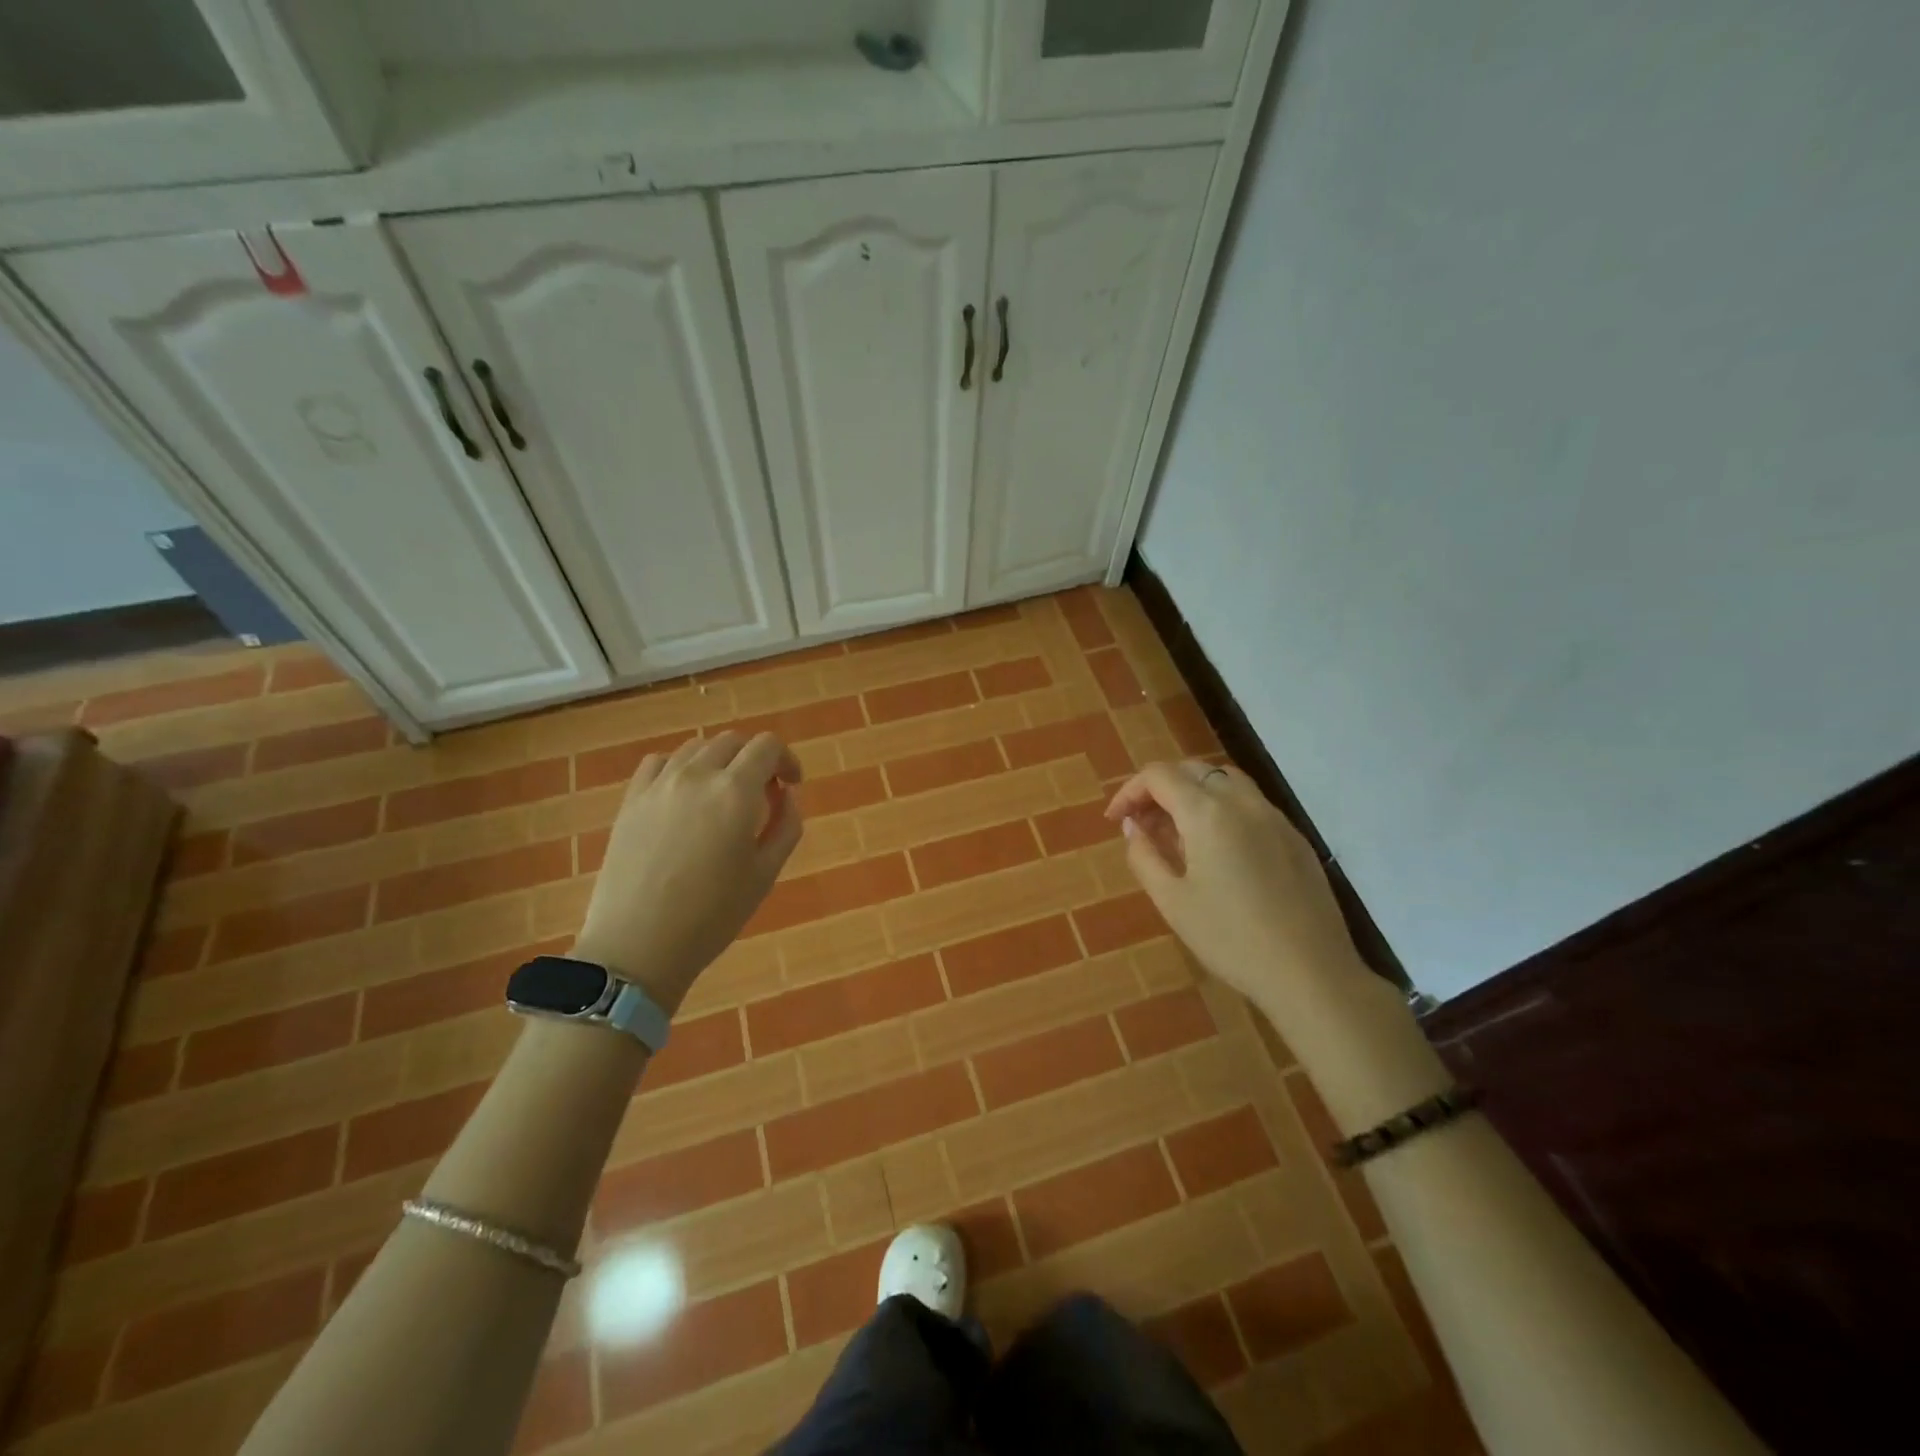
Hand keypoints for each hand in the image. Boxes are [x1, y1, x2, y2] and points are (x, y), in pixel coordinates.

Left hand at [573, 731, 802, 1015]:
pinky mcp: (631, 800)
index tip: (791, 785)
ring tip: (723, 794)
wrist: (637, 946)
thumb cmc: (712, 916)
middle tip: (763, 793)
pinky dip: (680, 767)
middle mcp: (697, 775)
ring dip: (719, 760)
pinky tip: (684, 795)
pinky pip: (659, 762)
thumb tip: (787, 794)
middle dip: (755, 759)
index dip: (786, 759)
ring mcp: (658, 785)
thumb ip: (786, 825)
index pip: (767, 746)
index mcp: (736, 792)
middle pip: (732, 741)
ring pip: (696, 747)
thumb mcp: (765, 873)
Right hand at [1105, 761, 1367, 1016]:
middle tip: (1142, 824)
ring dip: (1193, 793)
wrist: (1311, 973)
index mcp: (1207, 813)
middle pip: (1192, 770)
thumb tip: (1133, 826)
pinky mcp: (1294, 837)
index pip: (1159, 776)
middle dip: (1160, 789)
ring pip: (1225, 780)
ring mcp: (1274, 816)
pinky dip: (1222, 808)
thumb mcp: (1172, 901)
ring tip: (1177, 833)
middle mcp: (1242, 802)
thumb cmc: (1231, 939)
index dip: (1129, 791)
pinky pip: (1250, 804)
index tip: (1115, 820)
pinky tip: (1217, 850)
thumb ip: (1144, 855)